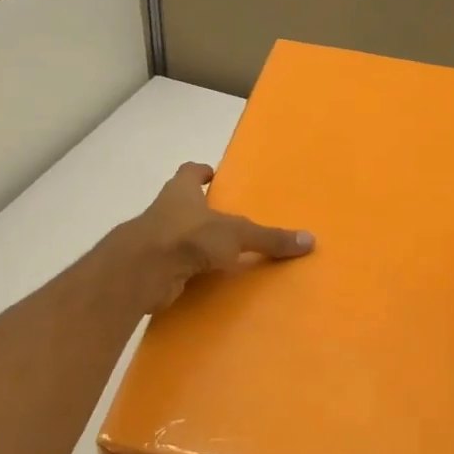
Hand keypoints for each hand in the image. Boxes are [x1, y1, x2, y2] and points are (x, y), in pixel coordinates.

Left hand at [122, 162, 314, 312]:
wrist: (142, 271)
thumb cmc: (188, 236)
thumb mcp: (237, 234)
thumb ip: (269, 238)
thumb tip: (310, 240)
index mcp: (181, 191)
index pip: (190, 172)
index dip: (200, 172)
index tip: (212, 175)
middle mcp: (165, 210)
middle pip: (182, 204)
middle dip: (200, 210)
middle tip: (226, 219)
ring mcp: (155, 240)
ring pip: (178, 236)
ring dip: (194, 243)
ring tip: (222, 253)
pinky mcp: (152, 268)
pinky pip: (176, 266)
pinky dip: (189, 271)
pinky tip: (207, 281)